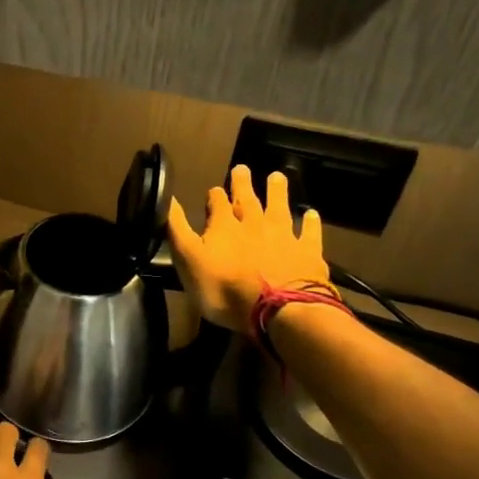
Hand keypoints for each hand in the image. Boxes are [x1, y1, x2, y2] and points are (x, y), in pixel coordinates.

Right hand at [167, 164, 331, 334]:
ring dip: (277, 192)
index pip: (216, 203)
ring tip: (276, 177)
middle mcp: (254, 224)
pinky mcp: (307, 253)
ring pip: (279, 208)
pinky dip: (310, 223)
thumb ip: (177, 230)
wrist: (278, 310)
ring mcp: (283, 237)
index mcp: (224, 226)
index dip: (214, 196)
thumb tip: (167, 199)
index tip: (213, 190)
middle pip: (248, 199)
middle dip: (243, 184)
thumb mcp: (188, 260)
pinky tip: (311, 214)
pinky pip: (309, 233)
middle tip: (242, 168)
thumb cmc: (225, 289)